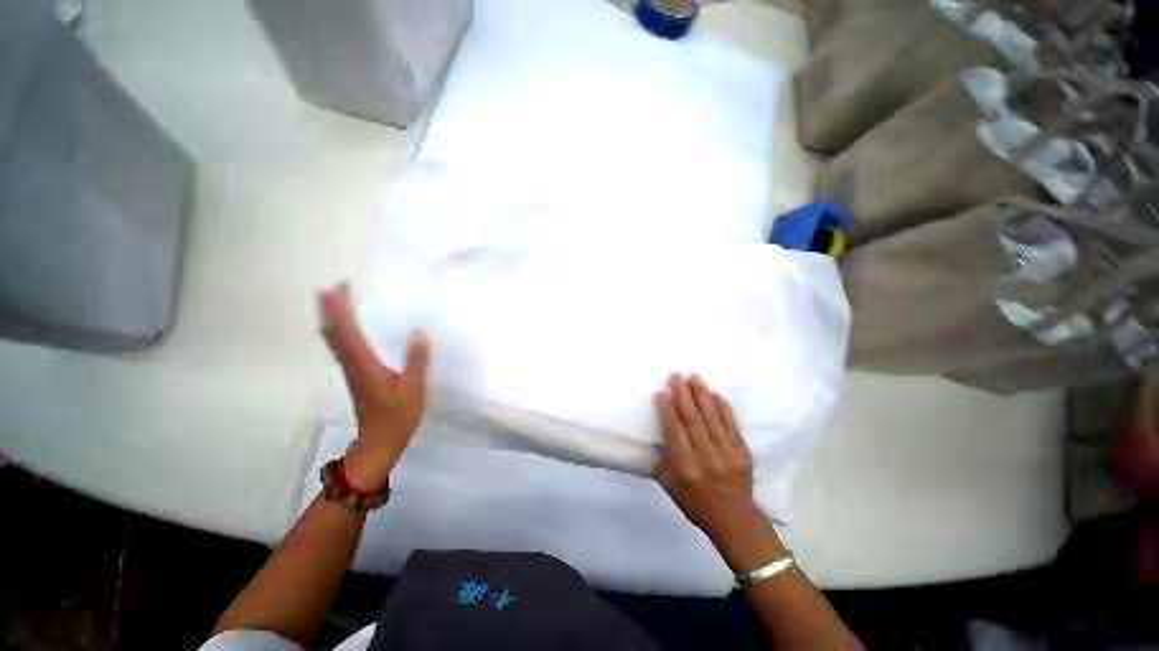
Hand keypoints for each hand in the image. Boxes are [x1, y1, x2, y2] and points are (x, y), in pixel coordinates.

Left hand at [319, 286, 429, 490]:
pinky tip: (349, 327)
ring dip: (334, 317)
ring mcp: (351, 370)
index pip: (347, 331)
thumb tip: (418, 332)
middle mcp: (352, 364)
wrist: (379, 442)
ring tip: (340, 300)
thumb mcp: (414, 389)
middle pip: (334, 332)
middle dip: (331, 308)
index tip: (337, 286)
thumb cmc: (397, 416)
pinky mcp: (355, 375)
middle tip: (337, 286)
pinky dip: (340, 331)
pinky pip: (341, 346)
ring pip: (334, 339)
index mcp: (365, 364)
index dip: (339, 308)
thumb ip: (417, 361)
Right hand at [655, 374, 782, 570]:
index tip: (662, 393)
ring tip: (694, 378)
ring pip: (712, 418)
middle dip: (684, 395)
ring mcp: (727, 454)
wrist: (734, 519)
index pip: (674, 432)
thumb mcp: (669, 485)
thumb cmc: (695, 502)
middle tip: (677, 376)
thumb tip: (658, 431)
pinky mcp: (743, 452)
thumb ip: (663, 457)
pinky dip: (723, 408)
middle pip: (693, 420)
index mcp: (685, 467)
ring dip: (702, 395)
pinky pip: (731, 425)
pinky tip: (715, 394)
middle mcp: (706, 458)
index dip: (667, 410)